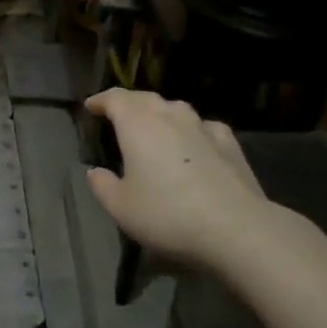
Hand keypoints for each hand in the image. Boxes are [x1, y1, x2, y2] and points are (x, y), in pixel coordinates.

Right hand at [83, 88, 270, 267]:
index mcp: (138, 125)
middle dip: (129, 104)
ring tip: (154, 128)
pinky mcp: (230, 144)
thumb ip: (102, 186)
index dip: (101, 100)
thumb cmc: (167, 215)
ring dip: (160, 114)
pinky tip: (194, 144)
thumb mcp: (120, 208)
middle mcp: (170, 116)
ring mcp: (203, 127)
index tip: (91, 106)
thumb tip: (95, 172)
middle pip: (145, 99)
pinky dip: (191, 131)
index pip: (115, 98)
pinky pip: (203, 127)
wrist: (235, 228)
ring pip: (176, 109)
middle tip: (117, 115)